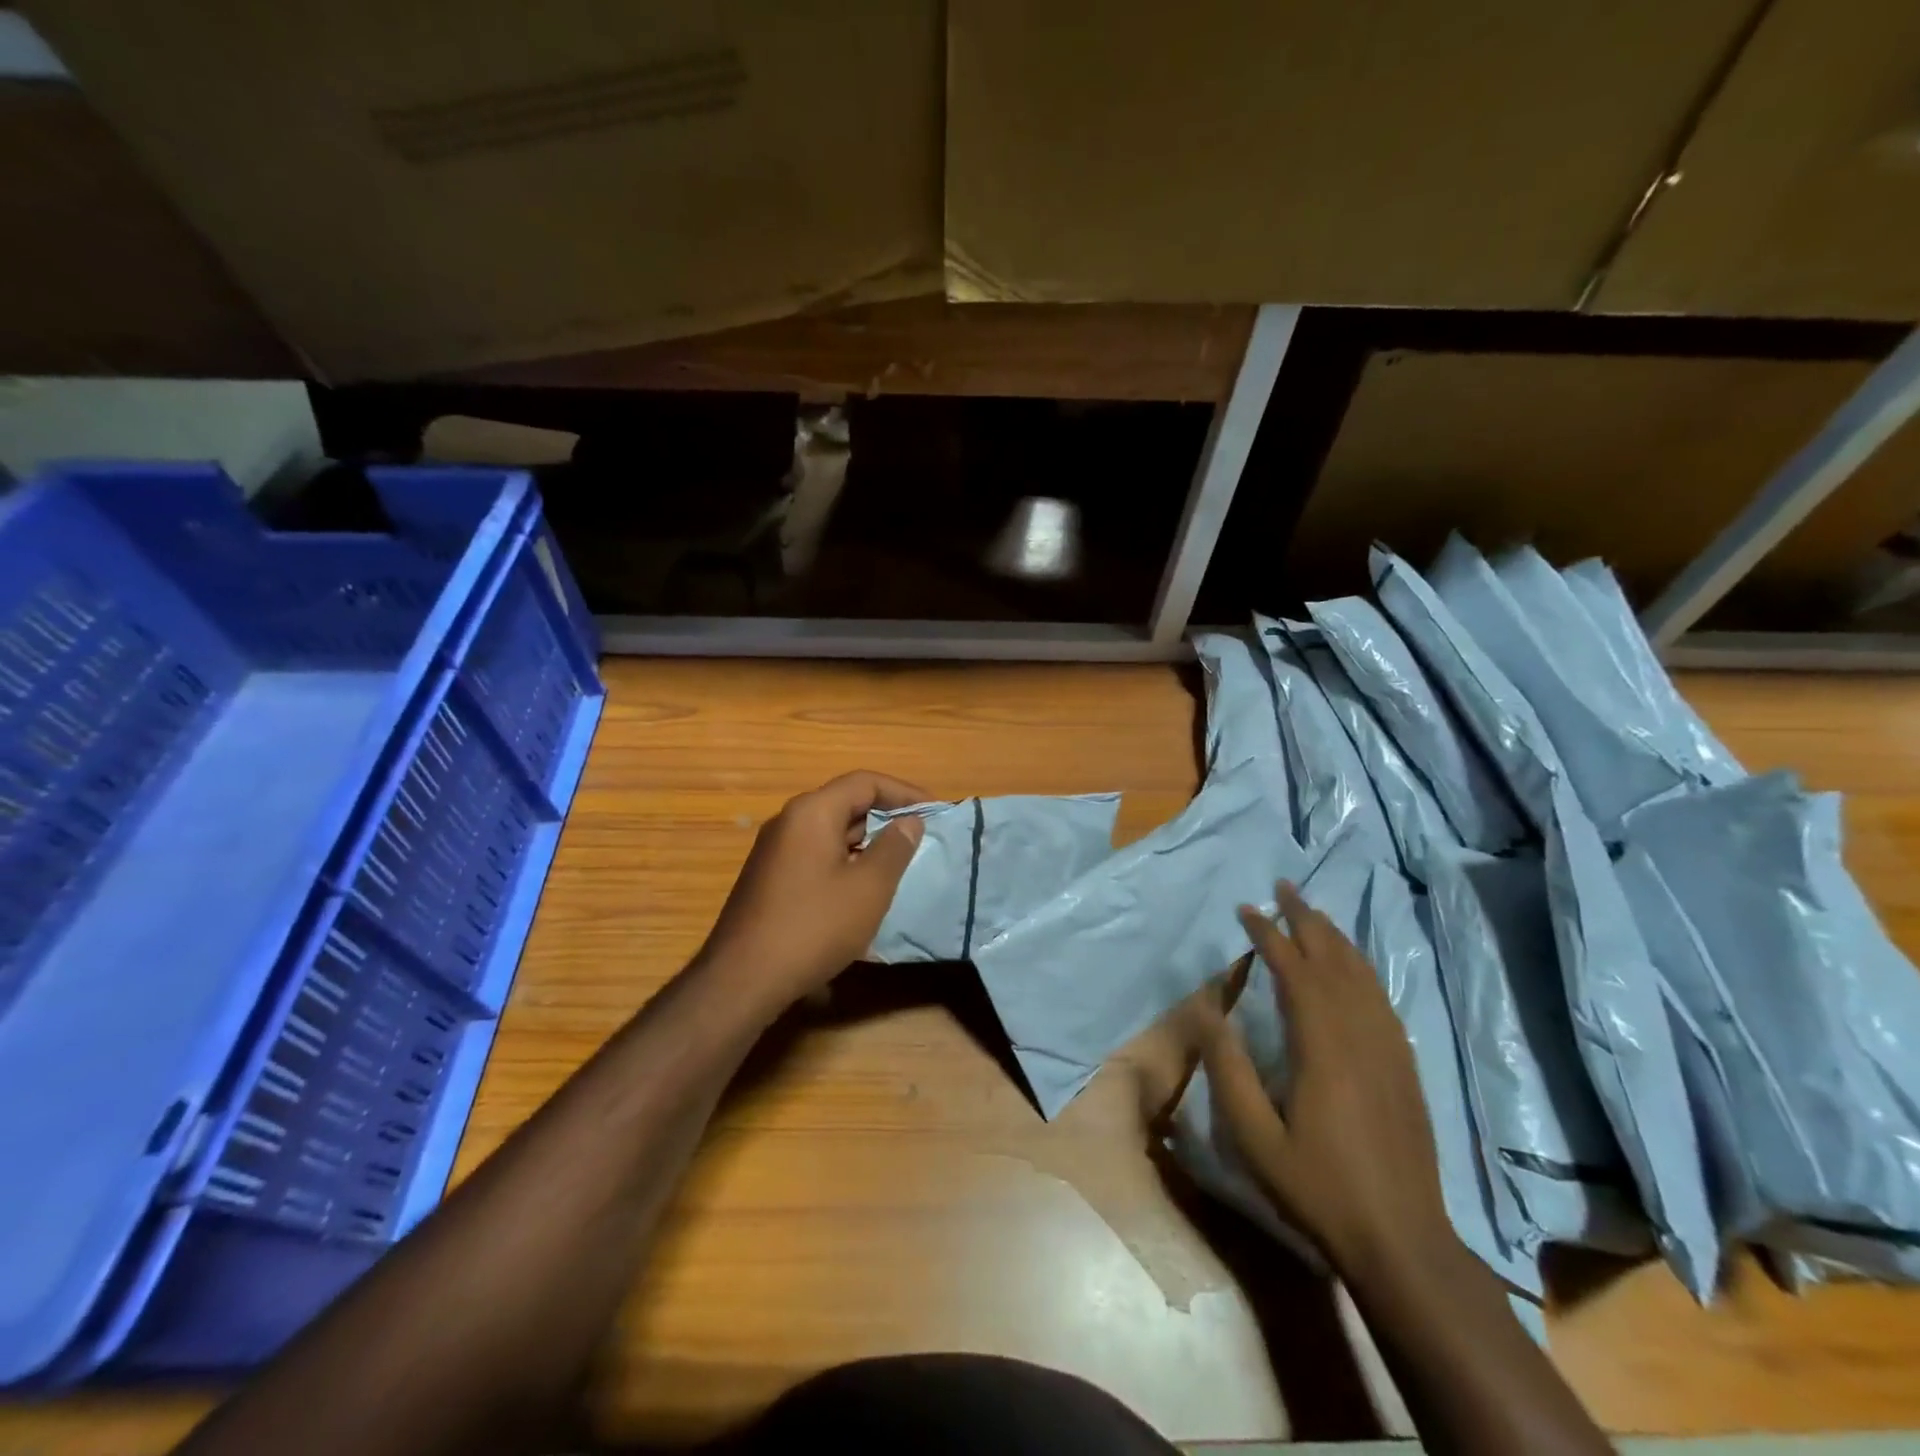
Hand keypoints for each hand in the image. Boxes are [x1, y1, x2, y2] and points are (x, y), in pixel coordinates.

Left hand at [697, 771, 927, 1010]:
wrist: (743, 979)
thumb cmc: (814, 926)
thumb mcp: (869, 887)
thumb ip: (894, 848)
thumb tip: (909, 822)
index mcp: (812, 811)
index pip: (865, 782)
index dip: (904, 792)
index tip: (935, 812)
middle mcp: (789, 821)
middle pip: (846, 803)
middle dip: (886, 817)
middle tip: (921, 838)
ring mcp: (775, 850)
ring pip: (831, 831)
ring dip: (867, 842)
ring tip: (899, 863)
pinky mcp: (770, 878)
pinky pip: (816, 854)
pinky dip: (845, 861)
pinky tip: (862, 890)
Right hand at [1203, 882, 1453, 1280]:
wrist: (1403, 1241)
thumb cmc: (1318, 1186)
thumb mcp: (1254, 1136)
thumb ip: (1228, 1068)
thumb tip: (1207, 1009)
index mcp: (1323, 1045)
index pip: (1294, 969)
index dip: (1269, 933)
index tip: (1246, 907)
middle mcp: (1361, 1034)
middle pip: (1334, 959)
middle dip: (1307, 918)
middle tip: (1284, 887)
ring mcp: (1390, 1049)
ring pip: (1363, 974)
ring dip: (1336, 937)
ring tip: (1314, 912)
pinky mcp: (1405, 1066)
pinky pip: (1380, 998)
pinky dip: (1361, 968)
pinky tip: (1352, 967)